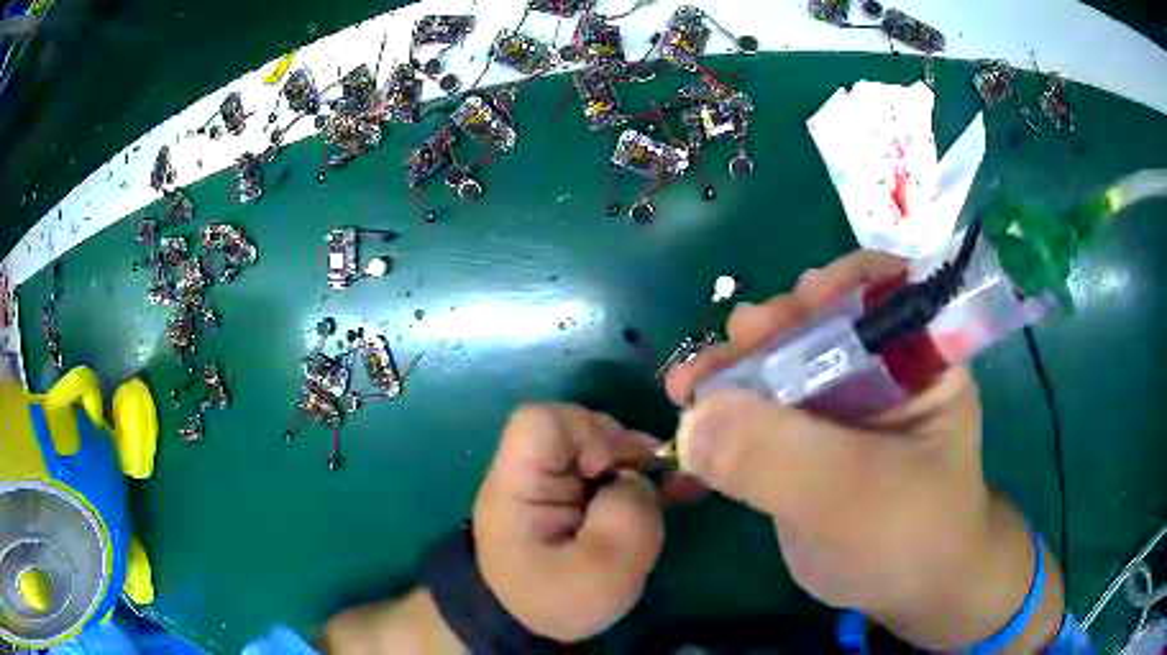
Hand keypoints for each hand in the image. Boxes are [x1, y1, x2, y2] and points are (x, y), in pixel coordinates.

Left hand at [473, 405, 681, 641]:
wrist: (527, 621)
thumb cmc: (556, 600)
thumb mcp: (601, 573)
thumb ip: (628, 518)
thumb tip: (638, 480)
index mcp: (517, 485)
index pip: (540, 422)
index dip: (586, 432)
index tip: (611, 470)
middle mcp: (530, 470)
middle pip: (578, 427)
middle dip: (625, 450)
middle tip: (656, 481)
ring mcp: (550, 480)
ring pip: (600, 446)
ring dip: (639, 466)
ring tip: (673, 490)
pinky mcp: (569, 493)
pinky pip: (607, 468)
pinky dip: (640, 477)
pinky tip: (673, 492)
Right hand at [665, 251, 1062, 649]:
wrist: (905, 592)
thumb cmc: (908, 538)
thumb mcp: (853, 497)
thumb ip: (779, 457)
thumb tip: (692, 419)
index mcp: (920, 360)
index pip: (885, 289)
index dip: (839, 284)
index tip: (794, 303)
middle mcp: (881, 370)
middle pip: (821, 323)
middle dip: (770, 330)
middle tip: (729, 346)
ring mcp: (841, 406)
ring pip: (782, 366)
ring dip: (734, 370)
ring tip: (689, 385)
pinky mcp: (809, 441)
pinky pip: (764, 412)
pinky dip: (726, 413)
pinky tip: (694, 422)